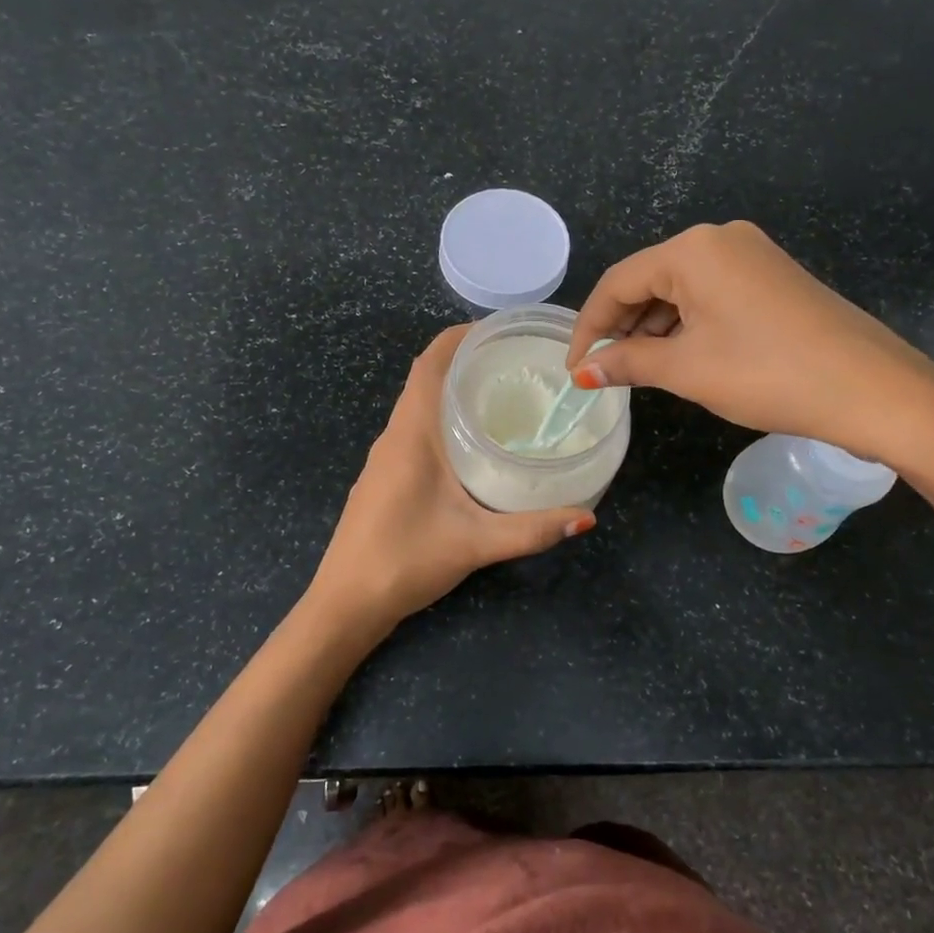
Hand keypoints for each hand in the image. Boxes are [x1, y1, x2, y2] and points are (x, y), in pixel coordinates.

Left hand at [306, 325, 595, 632]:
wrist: (346, 603)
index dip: (459, 336)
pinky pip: (415, 429)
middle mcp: (394, 435)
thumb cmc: (405, 560)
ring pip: (418, 405)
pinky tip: (472, 442)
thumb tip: (587, 517)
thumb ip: (532, 530)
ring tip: (502, 394)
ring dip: (453, 390)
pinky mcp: (384, 477)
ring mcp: (385, 457)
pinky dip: (442, 418)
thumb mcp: (476, 543)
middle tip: (516, 362)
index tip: (500, 330)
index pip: (429, 363)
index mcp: (411, 434)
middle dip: (466, 360)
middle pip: (426, 378)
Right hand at [565, 221, 933, 465]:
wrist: (871, 390)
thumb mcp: (687, 369)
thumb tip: (584, 372)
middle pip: (649, 281)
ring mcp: (752, 255)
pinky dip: (687, 325)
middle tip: (605, 372)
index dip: (589, 326)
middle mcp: (720, 239)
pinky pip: (712, 295)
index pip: (618, 282)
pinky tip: (681, 357)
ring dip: (654, 328)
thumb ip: (627, 363)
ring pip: (681, 289)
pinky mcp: (772, 277)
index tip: (574, 369)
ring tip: (640, 371)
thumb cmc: (767, 373)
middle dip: (622, 327)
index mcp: (693, 249)